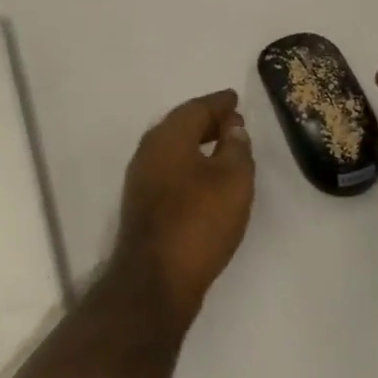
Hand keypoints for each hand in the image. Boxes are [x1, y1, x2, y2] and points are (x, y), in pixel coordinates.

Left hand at [114, 90, 255, 325]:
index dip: (218, 103)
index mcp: (168, 136)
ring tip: (224, 148)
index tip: (235, 99)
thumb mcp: (232, 181)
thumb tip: (232, 127)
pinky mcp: (142, 202)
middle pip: (181, 125)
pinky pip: (169, 168)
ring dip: (197, 143)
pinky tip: (205, 178)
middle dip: (207, 121)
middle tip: (233, 122)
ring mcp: (141, 177)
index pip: (196, 108)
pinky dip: (189, 163)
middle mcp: (149, 150)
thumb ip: (235, 148)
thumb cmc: (199, 222)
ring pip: (173, 148)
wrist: (155, 278)